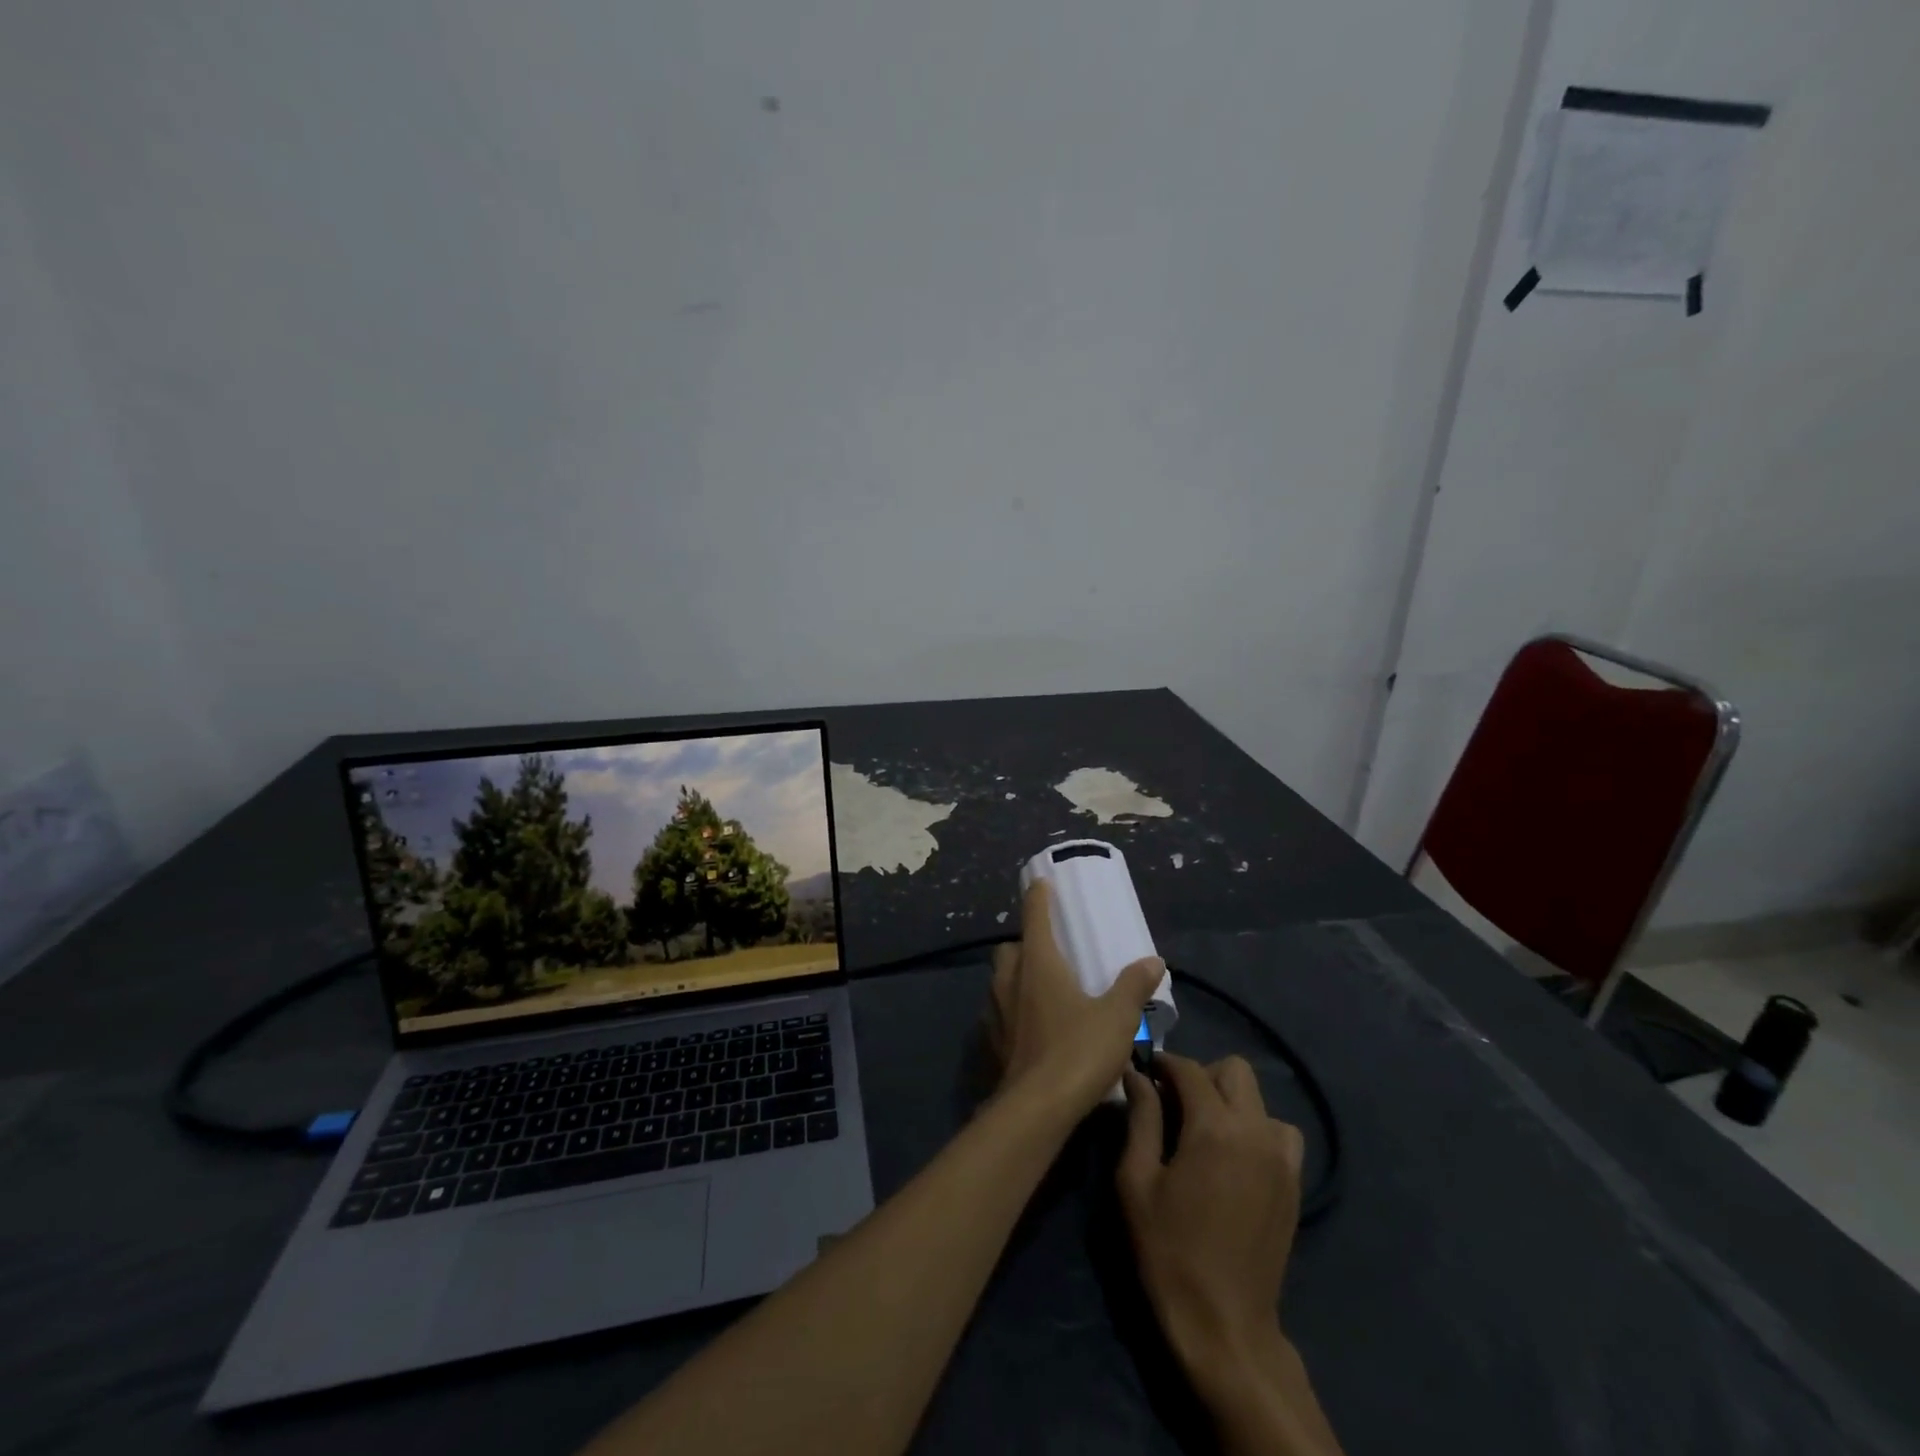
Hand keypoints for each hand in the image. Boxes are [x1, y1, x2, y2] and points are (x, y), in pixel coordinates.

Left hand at [986, 880, 1164, 1119]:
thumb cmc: (1078, 1050)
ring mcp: (996, 1011)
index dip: (1038, 897)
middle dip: (1024, 943)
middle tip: (1047, 950)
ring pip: (1000, 980)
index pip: (1034, 916)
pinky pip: (999, 1012)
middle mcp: (1010, 979)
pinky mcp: (992, 1041)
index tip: (1040, 883)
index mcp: (1038, 963)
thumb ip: (1134, 986)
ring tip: (1040, 987)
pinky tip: (1031, 1025)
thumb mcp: (1117, 1017)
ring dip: (1015, 976)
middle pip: (1010, 948)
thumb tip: (1153, 961)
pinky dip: (1012, 1009)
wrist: (1036, 1108)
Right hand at [1117, 1053, 1303, 1393]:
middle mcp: (1254, 1132)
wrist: (1225, 1325)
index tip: (1144, 1072)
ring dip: (1231, 1101)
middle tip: (1174, 1104)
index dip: (1163, 1064)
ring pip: (1260, 1099)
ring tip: (1205, 1131)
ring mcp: (1281, 1158)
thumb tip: (1136, 1076)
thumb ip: (1140, 1119)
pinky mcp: (1294, 1184)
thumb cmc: (1169, 1250)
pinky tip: (1233, 1157)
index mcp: (1214, 1128)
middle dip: (1202, 1075)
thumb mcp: (1137, 1181)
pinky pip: (1279, 1132)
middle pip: (1234, 1070)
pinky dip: (1257, 1129)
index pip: (1189, 1069)